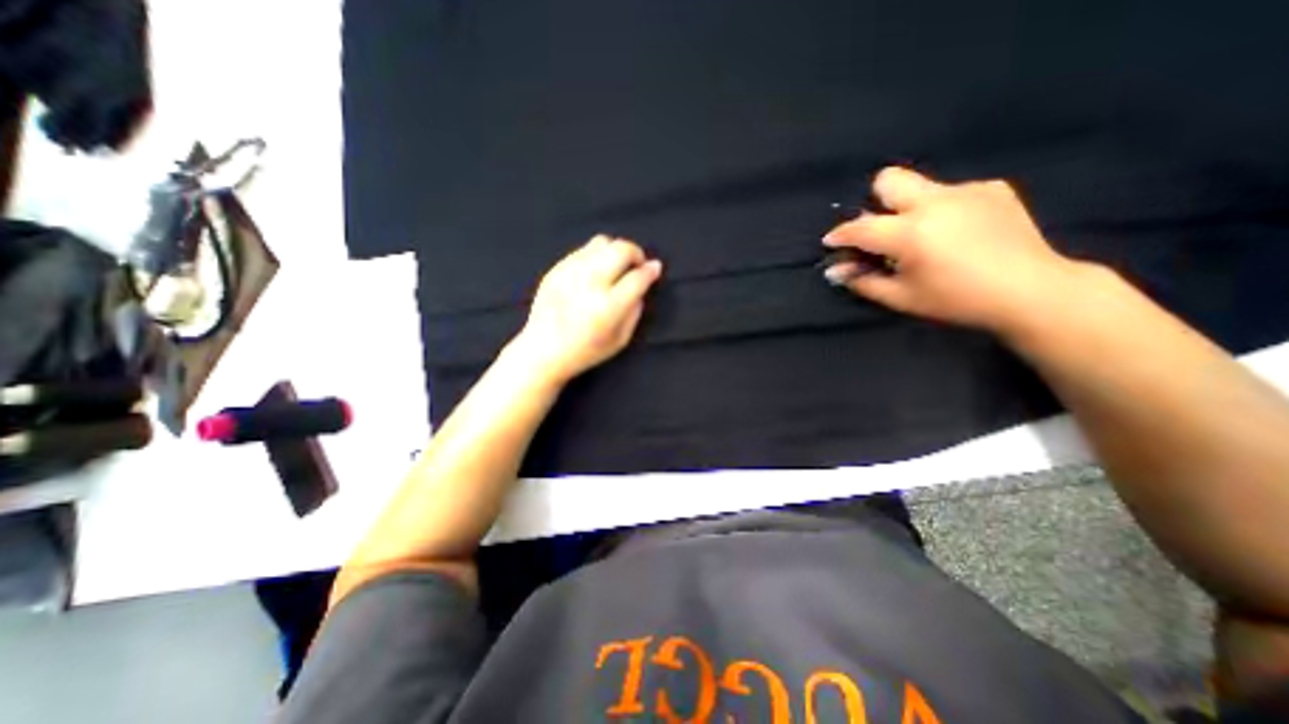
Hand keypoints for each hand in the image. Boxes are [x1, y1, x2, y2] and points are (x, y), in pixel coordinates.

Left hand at [507, 234, 658, 384]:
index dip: (651, 270)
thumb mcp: (620, 340)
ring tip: (615, 266)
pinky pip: (583, 250)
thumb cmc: (586, 351)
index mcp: (609, 306)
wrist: (543, 350)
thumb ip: (635, 311)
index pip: (638, 277)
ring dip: (615, 251)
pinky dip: (596, 256)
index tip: (655, 268)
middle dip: (636, 253)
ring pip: (602, 242)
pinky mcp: (557, 269)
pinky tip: (594, 271)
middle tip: (636, 265)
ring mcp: (571, 272)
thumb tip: (642, 286)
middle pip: (621, 249)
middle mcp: (591, 283)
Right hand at [825, 164, 1084, 332]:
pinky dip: (943, 210)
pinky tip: (958, 233)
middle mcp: (935, 202)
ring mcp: (966, 191)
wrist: (1031, 290)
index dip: (841, 235)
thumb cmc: (956, 300)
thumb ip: (863, 281)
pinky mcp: (992, 188)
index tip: (833, 242)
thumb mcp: (901, 298)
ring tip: (926, 237)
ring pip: (921, 187)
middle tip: (882, 229)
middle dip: (876, 201)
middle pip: (889, 179)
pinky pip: (951, 192)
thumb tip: (835, 270)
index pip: (860, 227)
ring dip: (910, 208)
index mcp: (911, 233)